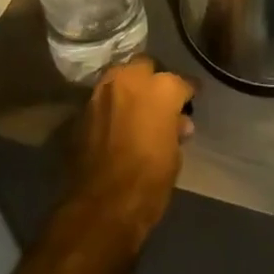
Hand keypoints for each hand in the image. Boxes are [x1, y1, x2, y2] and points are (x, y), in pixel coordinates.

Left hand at [64, 58, 195, 252]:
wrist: (102, 206)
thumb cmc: (149, 181)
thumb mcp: (174, 156)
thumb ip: (175, 130)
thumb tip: (179, 123)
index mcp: (161, 88)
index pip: (181, 82)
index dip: (186, 93)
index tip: (189, 101)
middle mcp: (131, 79)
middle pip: (145, 66)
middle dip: (152, 80)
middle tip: (158, 101)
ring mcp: (103, 91)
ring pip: (120, 77)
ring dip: (128, 89)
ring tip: (135, 109)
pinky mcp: (83, 109)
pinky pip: (103, 98)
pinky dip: (111, 106)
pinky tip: (116, 123)